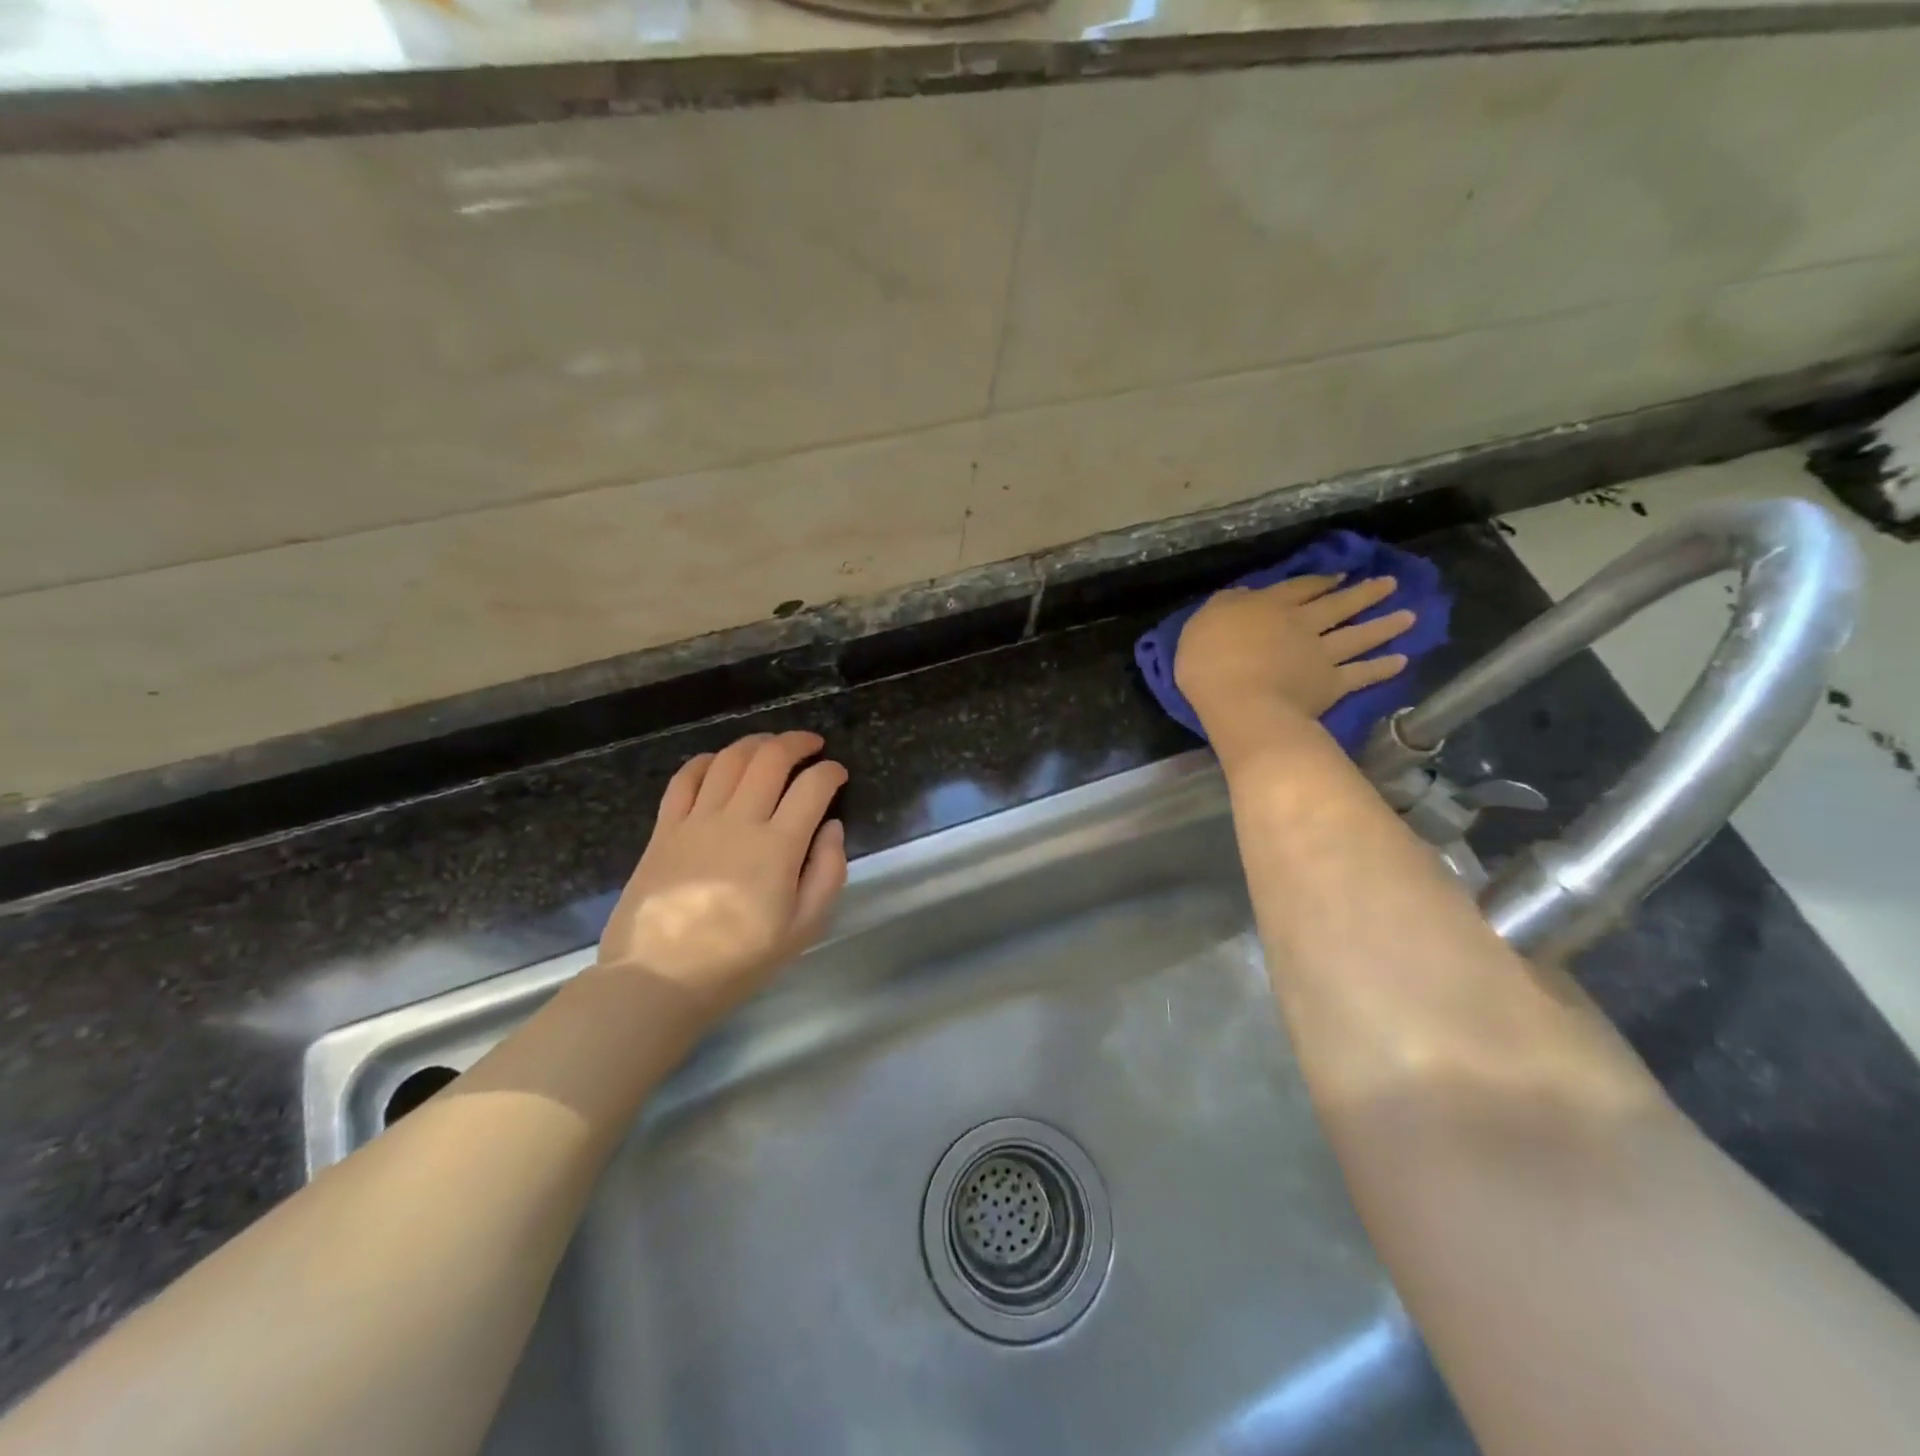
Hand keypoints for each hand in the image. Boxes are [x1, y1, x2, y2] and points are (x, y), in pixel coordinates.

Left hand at [598, 731, 847, 1018]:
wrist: (659, 979)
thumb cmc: (739, 960)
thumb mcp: (804, 928)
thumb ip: (828, 872)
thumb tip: (832, 827)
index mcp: (778, 847)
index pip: (812, 787)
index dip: (832, 772)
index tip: (838, 774)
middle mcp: (739, 821)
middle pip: (771, 759)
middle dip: (798, 743)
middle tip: (812, 745)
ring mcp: (697, 820)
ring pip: (729, 760)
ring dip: (756, 743)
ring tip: (771, 746)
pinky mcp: (664, 828)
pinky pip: (685, 778)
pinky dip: (706, 761)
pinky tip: (718, 762)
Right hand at [1174, 574, 1416, 736]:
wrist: (1240, 702)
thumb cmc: (1209, 662)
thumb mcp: (1202, 623)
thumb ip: (1225, 607)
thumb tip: (1243, 596)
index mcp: (1268, 606)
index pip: (1299, 588)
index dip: (1320, 581)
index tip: (1340, 576)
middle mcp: (1302, 624)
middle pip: (1337, 605)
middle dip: (1364, 593)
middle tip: (1390, 584)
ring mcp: (1321, 654)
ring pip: (1358, 635)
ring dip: (1385, 625)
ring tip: (1409, 616)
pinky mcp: (1332, 685)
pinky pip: (1362, 674)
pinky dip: (1383, 667)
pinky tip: (1402, 661)